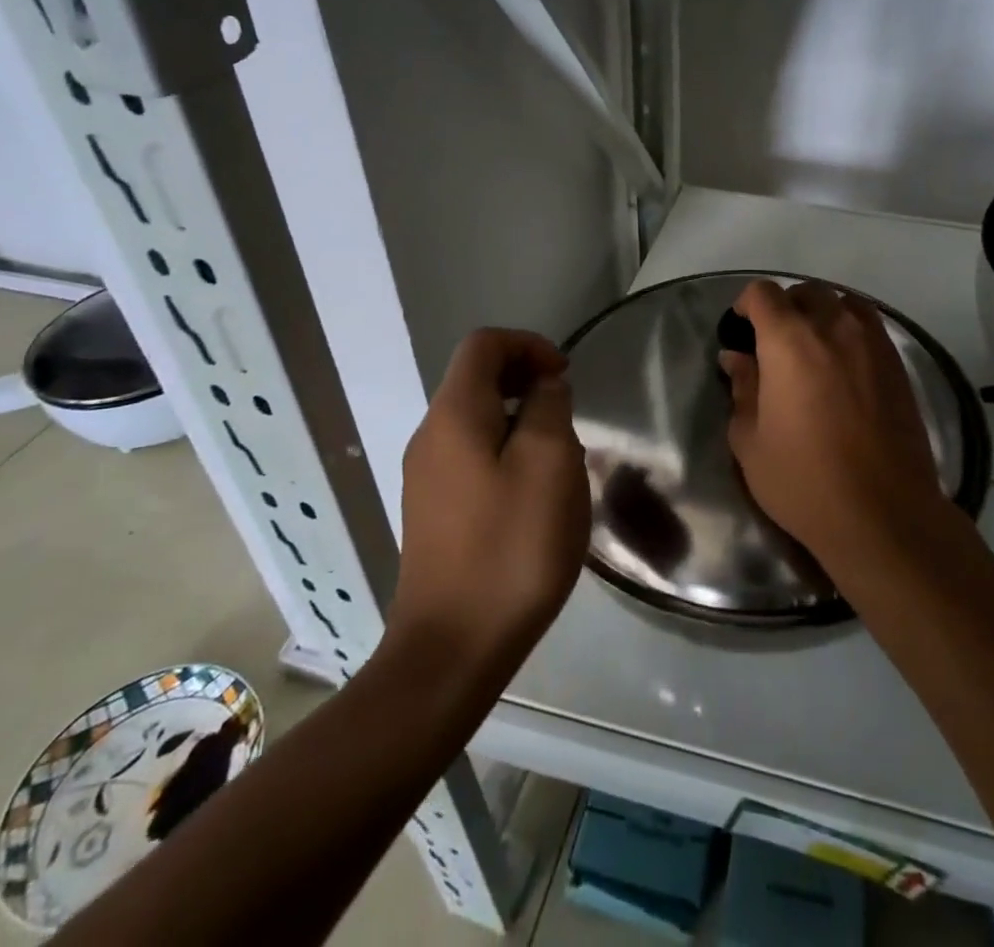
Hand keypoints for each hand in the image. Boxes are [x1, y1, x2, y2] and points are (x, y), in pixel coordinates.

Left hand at [391, 329, 589, 669]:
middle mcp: (430, 437)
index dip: (529, 345)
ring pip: (477, 420)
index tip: (565, 377)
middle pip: (477, 380)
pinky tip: (533, 497)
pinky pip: (471, 457)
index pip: (484, 344)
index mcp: (454, 415)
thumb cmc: (511, 548)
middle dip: (527, 382)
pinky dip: (505, 453)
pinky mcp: (432, 512)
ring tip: (558, 460)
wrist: (452, 649)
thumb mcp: (549, 465)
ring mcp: (425, 477)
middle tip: (567, 418)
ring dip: (521, 421)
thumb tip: (543, 387)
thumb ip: (549, 408)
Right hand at [720, 280, 943, 569]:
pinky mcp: (897, 363)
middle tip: (775, 343)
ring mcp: (871, 341)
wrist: (883, 512)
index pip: (763, 293)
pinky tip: (845, 364)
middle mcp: (832, 326)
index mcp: (788, 340)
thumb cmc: (804, 479)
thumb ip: (742, 389)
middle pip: (806, 291)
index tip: (742, 330)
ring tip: (814, 347)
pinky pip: (870, 325)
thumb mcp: (750, 441)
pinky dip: (851, 329)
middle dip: (785, 307)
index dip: (747, 304)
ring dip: (823, 313)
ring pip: (843, 301)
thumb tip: (736, 358)